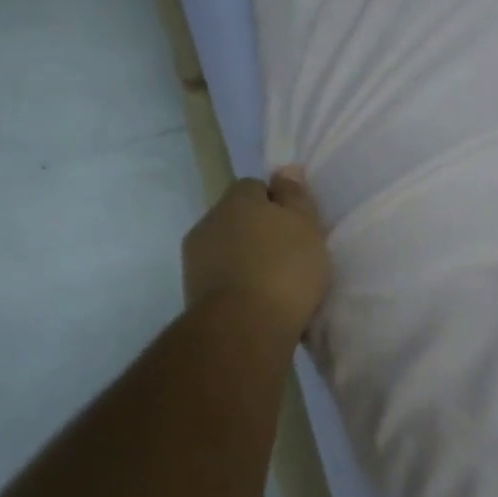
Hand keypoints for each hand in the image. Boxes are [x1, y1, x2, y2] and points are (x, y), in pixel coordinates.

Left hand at [184, 167, 330, 340]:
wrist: (243, 328)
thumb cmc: (284, 269)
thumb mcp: (306, 226)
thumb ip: (295, 196)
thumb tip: (284, 169)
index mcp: (237, 199)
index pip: (255, 187)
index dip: (276, 203)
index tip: (295, 226)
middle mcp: (209, 220)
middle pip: (237, 217)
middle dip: (258, 230)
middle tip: (288, 254)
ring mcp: (195, 257)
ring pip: (226, 247)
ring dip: (245, 257)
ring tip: (272, 282)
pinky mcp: (191, 290)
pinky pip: (220, 275)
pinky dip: (235, 282)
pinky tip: (256, 300)